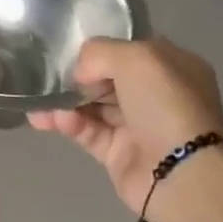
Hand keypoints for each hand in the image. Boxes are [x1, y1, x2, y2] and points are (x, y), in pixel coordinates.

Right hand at [27, 37, 222, 214]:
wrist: (181, 172)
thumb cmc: (166, 105)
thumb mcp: (137, 58)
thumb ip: (100, 53)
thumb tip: (80, 73)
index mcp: (171, 67)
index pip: (130, 50)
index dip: (101, 49)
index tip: (71, 51)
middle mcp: (156, 95)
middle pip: (107, 79)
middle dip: (77, 78)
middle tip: (49, 78)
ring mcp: (137, 126)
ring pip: (92, 106)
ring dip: (65, 102)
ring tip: (41, 103)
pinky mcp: (118, 153)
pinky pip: (87, 132)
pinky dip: (68, 124)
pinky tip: (50, 120)